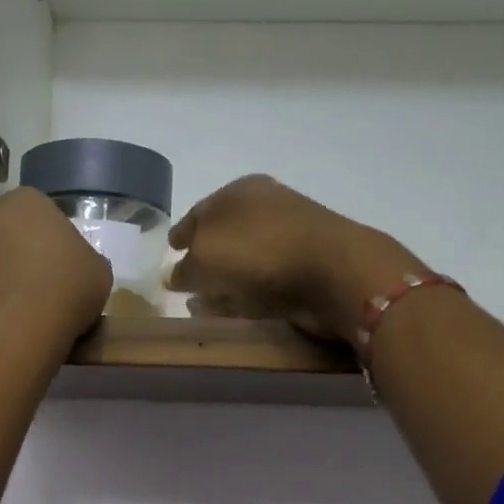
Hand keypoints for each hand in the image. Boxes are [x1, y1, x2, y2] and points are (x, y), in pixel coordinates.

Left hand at [0, 187, 112, 349]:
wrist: (8, 331)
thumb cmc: (64, 292)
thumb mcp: (99, 274)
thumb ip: (84, 261)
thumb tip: (73, 268)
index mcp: (28, 199)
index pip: (44, 217)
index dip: (54, 247)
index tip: (62, 276)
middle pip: (5, 232)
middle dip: (17, 256)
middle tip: (36, 292)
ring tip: (12, 313)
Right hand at [166, 175, 422, 342]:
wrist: (332, 271)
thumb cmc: (258, 250)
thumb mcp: (204, 257)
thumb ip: (185, 269)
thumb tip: (174, 276)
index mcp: (239, 191)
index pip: (199, 211)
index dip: (182, 233)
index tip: (170, 250)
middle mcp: (264, 209)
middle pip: (223, 236)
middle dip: (202, 258)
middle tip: (184, 282)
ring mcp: (287, 240)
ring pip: (242, 262)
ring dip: (222, 282)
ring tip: (201, 304)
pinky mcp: (303, 271)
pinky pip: (262, 285)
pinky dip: (244, 296)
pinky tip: (230, 311)